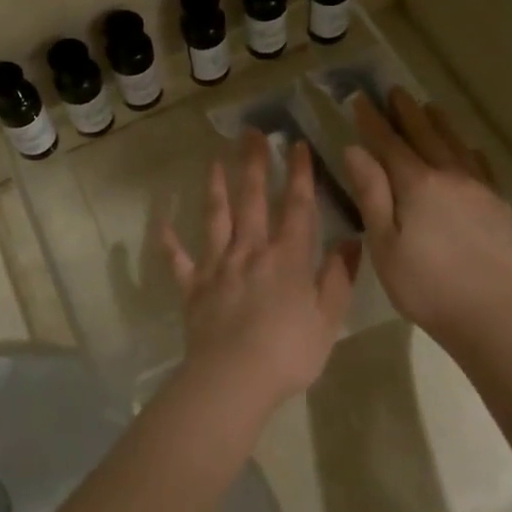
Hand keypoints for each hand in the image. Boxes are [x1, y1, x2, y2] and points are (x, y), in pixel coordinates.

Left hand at [161, 130, 356, 414]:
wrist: (234, 379)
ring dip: (216, 189)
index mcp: (287, 258)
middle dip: (254, 164)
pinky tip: (161, 225)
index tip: (296, 145)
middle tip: (251, 133)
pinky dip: (169, 243)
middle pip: (252, 200)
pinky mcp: (193, 287)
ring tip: (214, 162)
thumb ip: (338, 278)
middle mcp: (251, 251)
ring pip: (216, 219)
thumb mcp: (327, 319)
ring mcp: (218, 266)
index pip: (296, 206)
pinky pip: (178, 262)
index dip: (299, 174)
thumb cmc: (289, 352)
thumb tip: (350, 242)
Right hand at [342, 89, 511, 345]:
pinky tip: (467, 149)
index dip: (372, 120)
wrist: (486, 314)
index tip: (359, 99)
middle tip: (393, 91)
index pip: (388, 143)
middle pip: (424, 134)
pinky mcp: (497, 204)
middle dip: (405, 111)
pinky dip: (468, 150)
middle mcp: (449, 174)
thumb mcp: (383, 243)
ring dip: (438, 123)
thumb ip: (371, 192)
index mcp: (416, 184)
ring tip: (427, 107)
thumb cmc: (423, 284)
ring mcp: (478, 187)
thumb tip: (356, 149)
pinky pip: (482, 165)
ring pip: (455, 144)